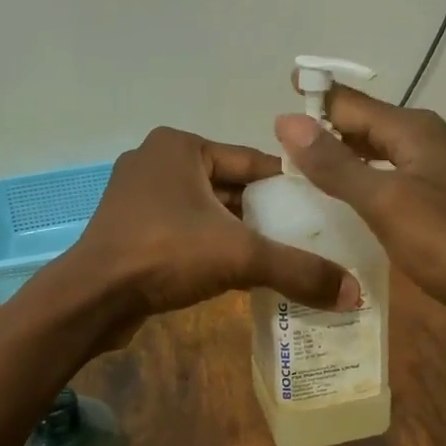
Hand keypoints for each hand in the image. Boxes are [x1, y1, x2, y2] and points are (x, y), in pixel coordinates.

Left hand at [64, 127, 359, 338]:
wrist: (90, 299)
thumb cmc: (164, 254)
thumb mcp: (240, 257)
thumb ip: (298, 270)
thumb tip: (356, 295)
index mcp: (180, 146)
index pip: (251, 162)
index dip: (289, 187)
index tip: (322, 210)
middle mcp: (157, 161)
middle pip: (229, 187)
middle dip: (263, 214)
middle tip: (305, 238)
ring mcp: (138, 195)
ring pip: (206, 210)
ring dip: (237, 233)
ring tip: (279, 257)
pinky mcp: (129, 227)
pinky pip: (184, 229)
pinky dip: (209, 246)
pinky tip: (236, 271)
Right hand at [274, 89, 445, 317]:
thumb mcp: (386, 203)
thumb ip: (336, 164)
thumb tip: (287, 121)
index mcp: (412, 129)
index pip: (349, 103)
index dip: (312, 103)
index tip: (272, 113)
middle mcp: (428, 136)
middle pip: (365, 123)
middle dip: (324, 130)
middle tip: (279, 150)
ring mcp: (441, 165)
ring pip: (380, 148)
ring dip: (345, 155)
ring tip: (306, 172)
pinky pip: (395, 172)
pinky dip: (367, 177)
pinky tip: (352, 199)